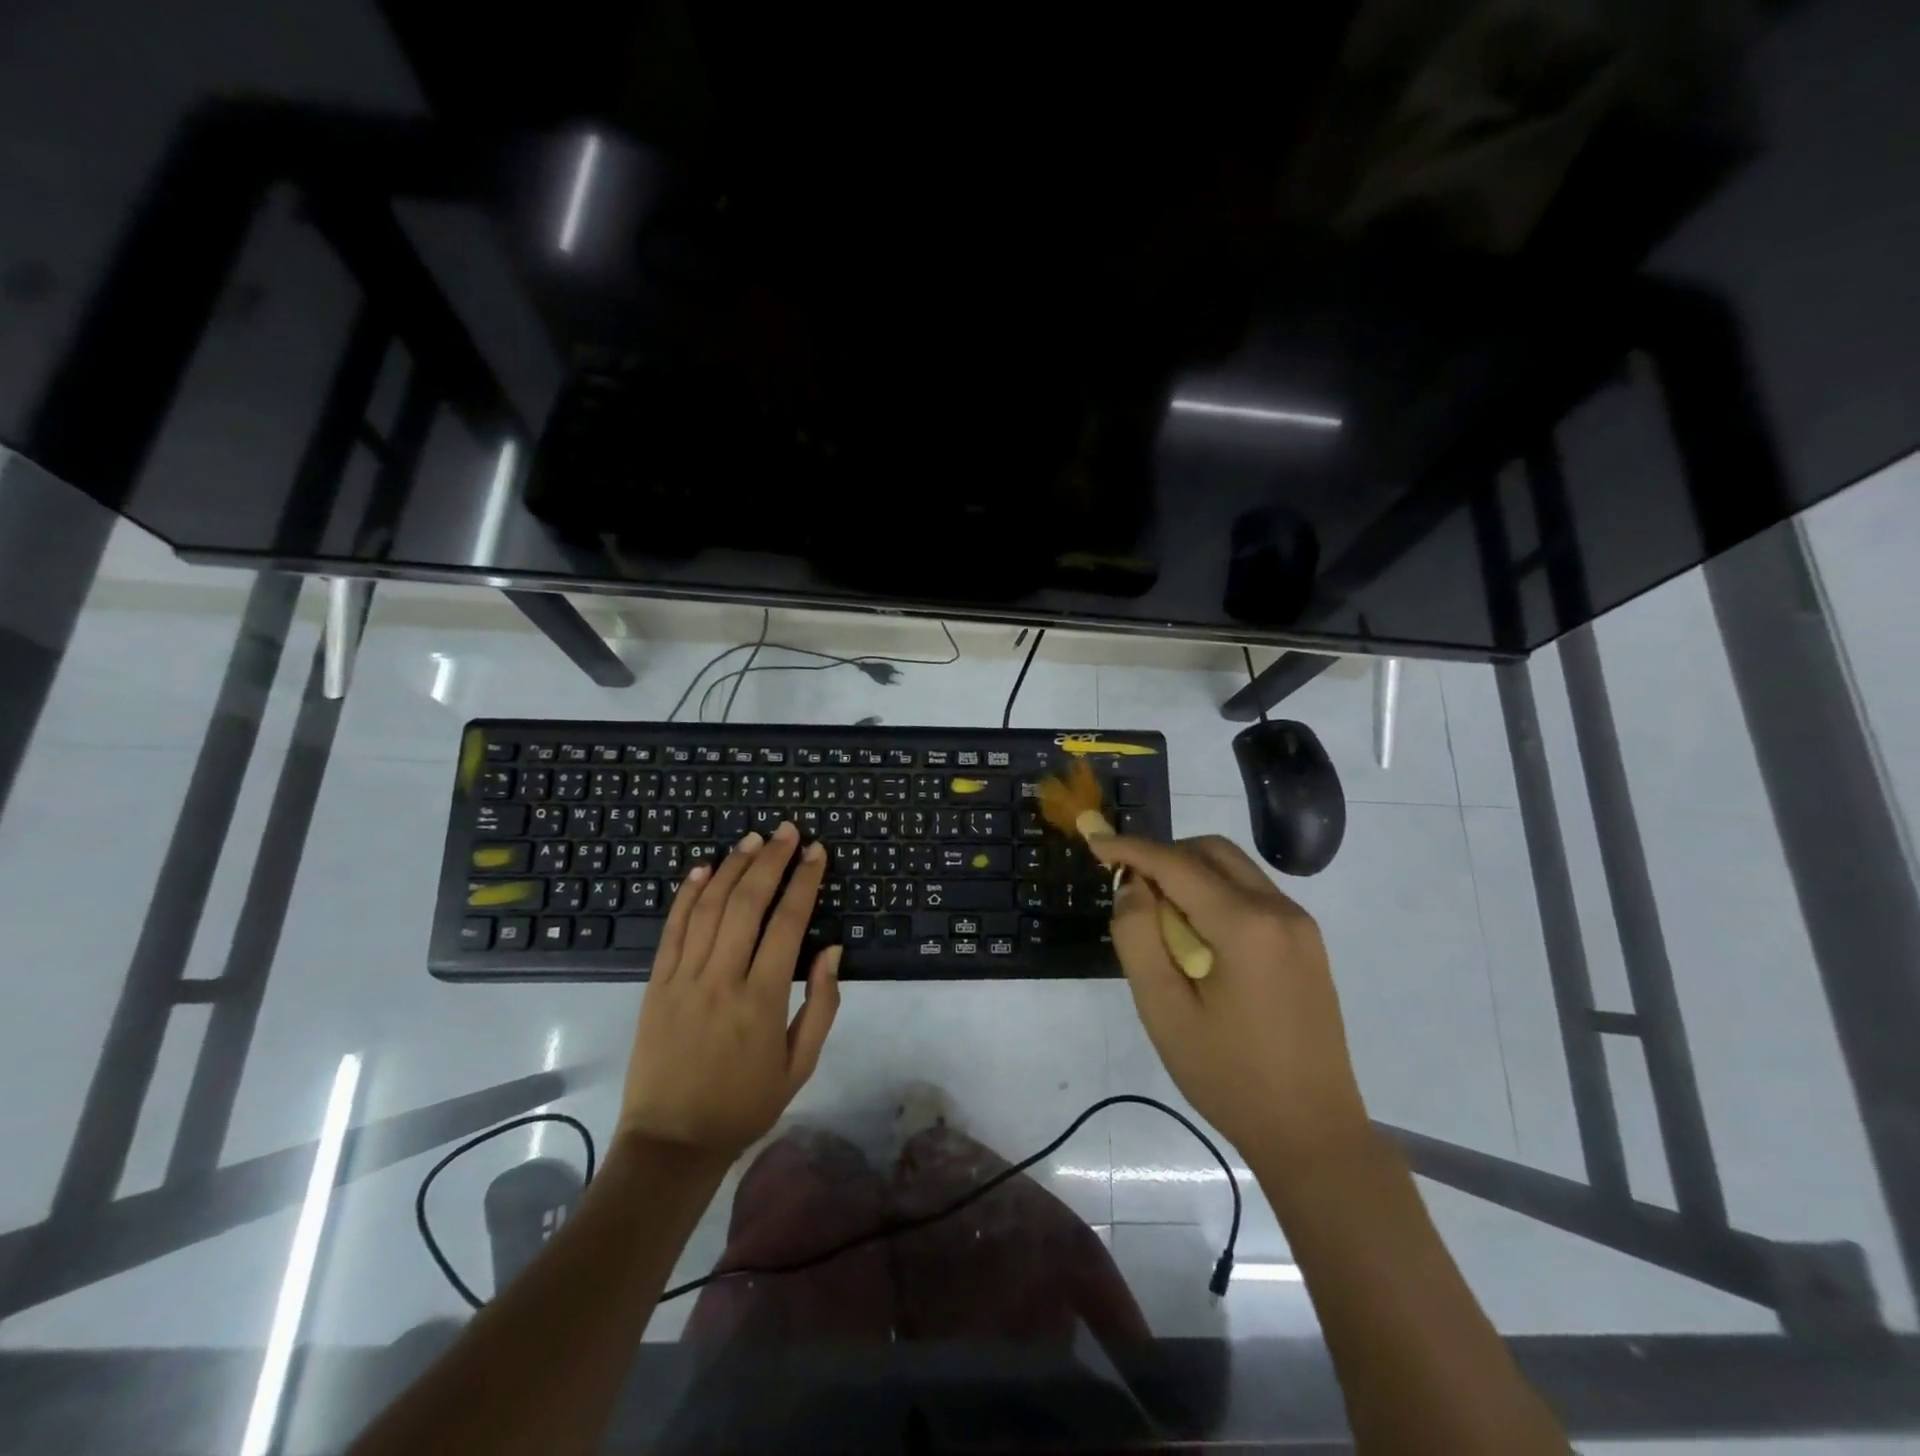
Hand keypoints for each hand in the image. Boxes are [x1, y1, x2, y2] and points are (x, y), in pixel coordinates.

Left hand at [619, 822, 840, 1159]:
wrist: (671, 1142)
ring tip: (753, 839)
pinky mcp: (656, 984)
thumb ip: (821, 1004)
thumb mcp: (800, 1064)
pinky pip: (672, 929)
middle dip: (771, 860)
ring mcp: (683, 979)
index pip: (788, 923)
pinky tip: (703, 868)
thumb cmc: (745, 1104)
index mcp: (762, 999)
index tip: (817, 853)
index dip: (804, 882)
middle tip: (788, 831)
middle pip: (747, 903)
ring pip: (709, 907)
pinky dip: (687, 894)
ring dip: (734, 867)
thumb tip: (832, 949)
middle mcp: (722, 979)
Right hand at [1089, 833, 1368, 1169]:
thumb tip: (1132, 886)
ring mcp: (1300, 925)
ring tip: (1161, 918)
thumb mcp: (1164, 1010)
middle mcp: (1280, 910)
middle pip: (1211, 852)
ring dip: (1191, 874)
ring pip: (1234, 869)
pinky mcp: (1307, 943)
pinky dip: (1216, 894)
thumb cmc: (1229, 1076)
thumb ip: (1138, 937)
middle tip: (1130, 889)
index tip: (1093, 841)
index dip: (1130, 848)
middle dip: (1164, 856)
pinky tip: (1199, 937)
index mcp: (1246, 925)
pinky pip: (1253, 894)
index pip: (1176, 864)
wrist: (1312, 1133)